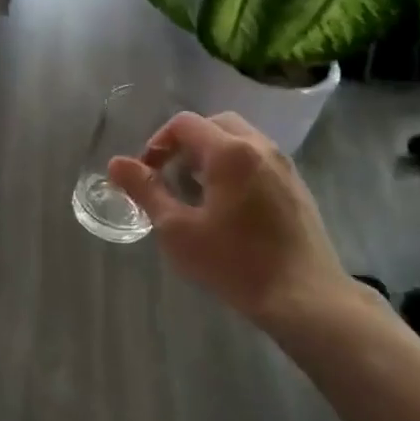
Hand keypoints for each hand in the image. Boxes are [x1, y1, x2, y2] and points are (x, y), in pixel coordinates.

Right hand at [107, 111, 356, 328]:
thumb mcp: (177, 229)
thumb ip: (146, 190)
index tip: (147, 174)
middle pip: (215, 124)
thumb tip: (116, 163)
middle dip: (186, 143)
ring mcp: (284, 166)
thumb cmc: (234, 262)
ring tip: (197, 192)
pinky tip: (228, 207)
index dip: (158, 143)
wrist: (303, 296)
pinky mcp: (296, 187)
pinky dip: (236, 167)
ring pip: (241, 140)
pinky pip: (259, 160)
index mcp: (229, 151)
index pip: (185, 124)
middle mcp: (260, 147)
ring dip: (212, 154)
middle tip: (170, 176)